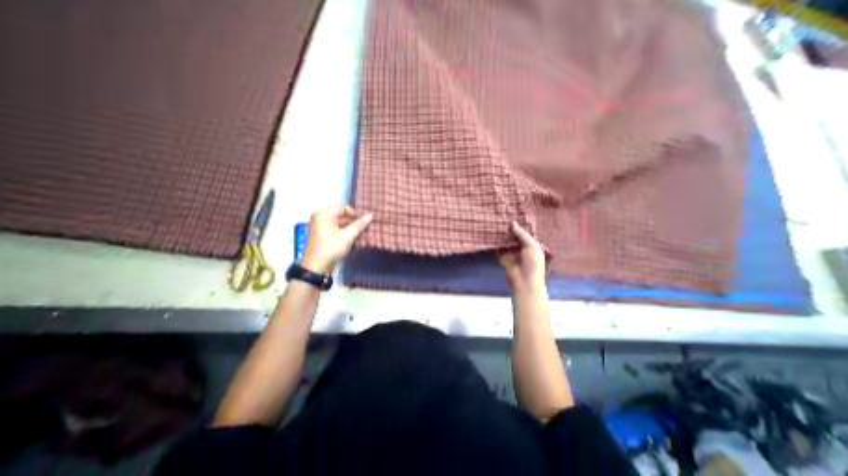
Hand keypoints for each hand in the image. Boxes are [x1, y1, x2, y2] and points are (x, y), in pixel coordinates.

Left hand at [301, 205, 373, 274]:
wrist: (316, 267)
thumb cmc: (331, 248)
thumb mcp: (348, 236)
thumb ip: (359, 225)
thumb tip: (371, 215)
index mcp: (324, 214)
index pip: (343, 208)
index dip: (354, 214)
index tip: (363, 222)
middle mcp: (319, 217)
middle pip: (340, 216)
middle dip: (353, 222)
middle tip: (364, 229)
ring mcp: (319, 227)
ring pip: (338, 224)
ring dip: (349, 229)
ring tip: (360, 236)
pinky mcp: (320, 236)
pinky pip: (334, 230)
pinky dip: (343, 234)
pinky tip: (352, 241)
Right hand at [498, 222, 545, 292]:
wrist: (524, 283)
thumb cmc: (532, 264)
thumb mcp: (532, 246)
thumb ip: (522, 235)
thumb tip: (512, 223)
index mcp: (531, 246)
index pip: (524, 234)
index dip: (518, 227)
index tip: (510, 216)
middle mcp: (521, 248)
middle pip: (513, 237)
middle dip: (508, 230)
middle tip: (500, 219)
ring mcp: (512, 253)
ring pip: (505, 242)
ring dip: (501, 236)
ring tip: (493, 224)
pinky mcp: (503, 258)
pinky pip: (498, 249)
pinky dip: (494, 244)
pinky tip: (489, 235)